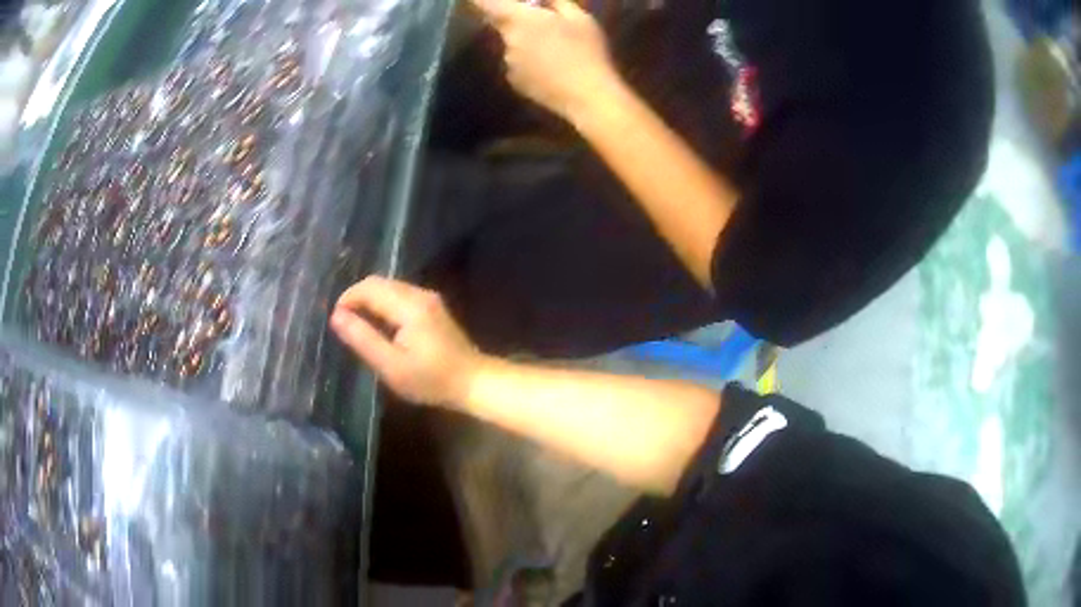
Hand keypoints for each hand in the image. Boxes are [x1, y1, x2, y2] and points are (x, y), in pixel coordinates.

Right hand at [330, 276, 484, 407]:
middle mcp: (419, 294)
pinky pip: (399, 295)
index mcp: (408, 305)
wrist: (473, 382)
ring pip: (389, 287)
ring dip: (369, 301)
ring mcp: (428, 298)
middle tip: (343, 324)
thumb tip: (336, 316)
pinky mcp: (432, 306)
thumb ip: (363, 339)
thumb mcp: (391, 366)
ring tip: (357, 326)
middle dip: (356, 298)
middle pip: (378, 283)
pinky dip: (383, 305)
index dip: (347, 299)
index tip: (336, 322)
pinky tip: (379, 327)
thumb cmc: (431, 379)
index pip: (368, 288)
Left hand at [470, 0, 618, 119]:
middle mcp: (507, 41)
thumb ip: (557, 2)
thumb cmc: (587, 51)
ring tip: (554, 51)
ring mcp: (509, 64)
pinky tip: (551, 69)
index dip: (477, 0)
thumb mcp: (579, 18)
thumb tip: (541, 1)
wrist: (587, 96)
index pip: (486, 4)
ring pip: (513, 45)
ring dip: (526, 43)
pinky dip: (529, 63)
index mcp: (520, 20)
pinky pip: (518, 65)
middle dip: (518, 21)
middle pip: (504, 25)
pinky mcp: (515, 83)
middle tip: (545, 25)